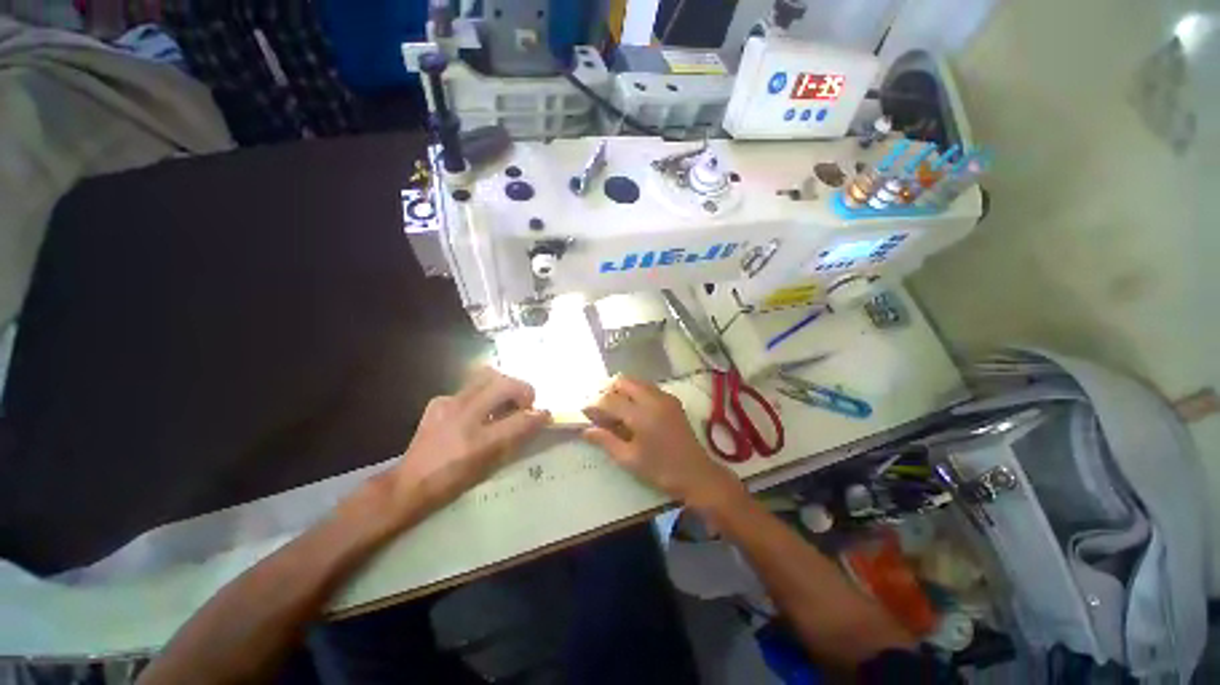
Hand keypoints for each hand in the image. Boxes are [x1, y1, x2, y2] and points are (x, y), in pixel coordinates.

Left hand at [388, 367, 550, 516]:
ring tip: (504, 401)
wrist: (408, 484)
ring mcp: (448, 403)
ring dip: (503, 385)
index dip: (537, 415)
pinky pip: (469, 387)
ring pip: (486, 376)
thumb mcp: (489, 465)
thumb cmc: (452, 482)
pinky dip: (481, 393)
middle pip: (503, 383)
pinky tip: (477, 410)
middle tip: (525, 403)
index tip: (545, 413)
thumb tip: (538, 418)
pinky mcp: (438, 401)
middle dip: (522, 389)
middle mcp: (463, 415)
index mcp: (477, 440)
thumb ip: (516, 438)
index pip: (518, 419)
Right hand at [582, 376, 744, 508]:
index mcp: (642, 415)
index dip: (594, 404)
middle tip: (598, 407)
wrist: (697, 474)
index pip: (610, 400)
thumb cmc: (661, 470)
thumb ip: (606, 441)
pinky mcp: (672, 400)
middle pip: (623, 381)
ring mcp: (665, 397)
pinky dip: (634, 392)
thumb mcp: (629, 459)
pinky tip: (631, 408)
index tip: (583, 411)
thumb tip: (586, 430)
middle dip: (607, 390)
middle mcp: (653, 399)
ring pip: (636, 381)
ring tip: (612, 407)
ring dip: (621, 389)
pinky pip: (647, 387)